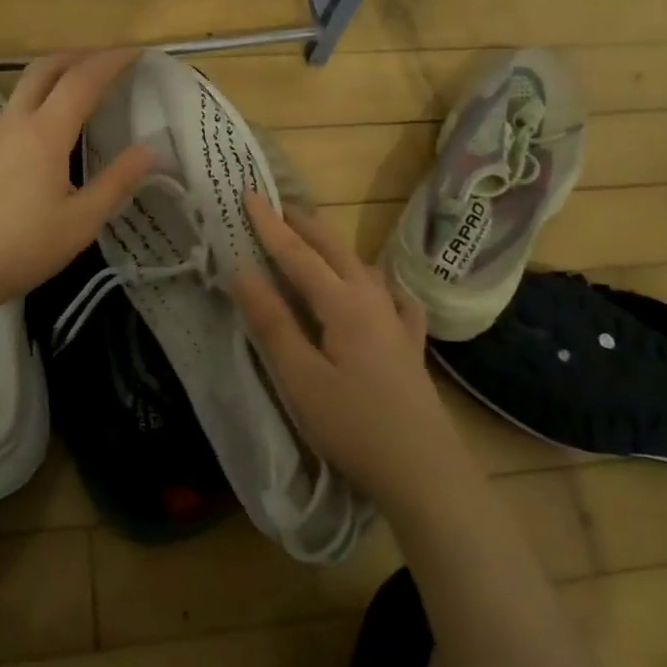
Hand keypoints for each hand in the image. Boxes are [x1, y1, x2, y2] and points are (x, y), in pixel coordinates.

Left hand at [0, 50, 153, 313]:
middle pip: (46, 68)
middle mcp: (15, 121)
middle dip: (79, 56)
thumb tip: (152, 151)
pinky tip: (39, 127)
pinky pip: (8, 109)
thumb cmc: (21, 247)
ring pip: (23, 86)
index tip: (136, 53)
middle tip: (107, 61)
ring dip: (54, 75)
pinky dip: (33, 100)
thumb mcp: (80, 221)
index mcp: (45, 132)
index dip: (112, 61)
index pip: (83, 79)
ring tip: (78, 89)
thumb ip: (117, 181)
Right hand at [231, 191, 473, 511]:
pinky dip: (378, 283)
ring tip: (315, 239)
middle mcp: (373, 301)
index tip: (249, 195)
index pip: (298, 255)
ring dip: (334, 247)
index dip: (271, 226)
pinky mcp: (410, 346)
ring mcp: (397, 322)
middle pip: (334, 251)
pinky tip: (380, 288)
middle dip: (305, 225)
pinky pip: (394, 298)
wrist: (423, 471)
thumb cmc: (353, 425)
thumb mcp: (300, 378)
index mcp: (343, 304)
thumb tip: (243, 271)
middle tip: (279, 204)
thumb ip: (273, 323)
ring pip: (363, 268)